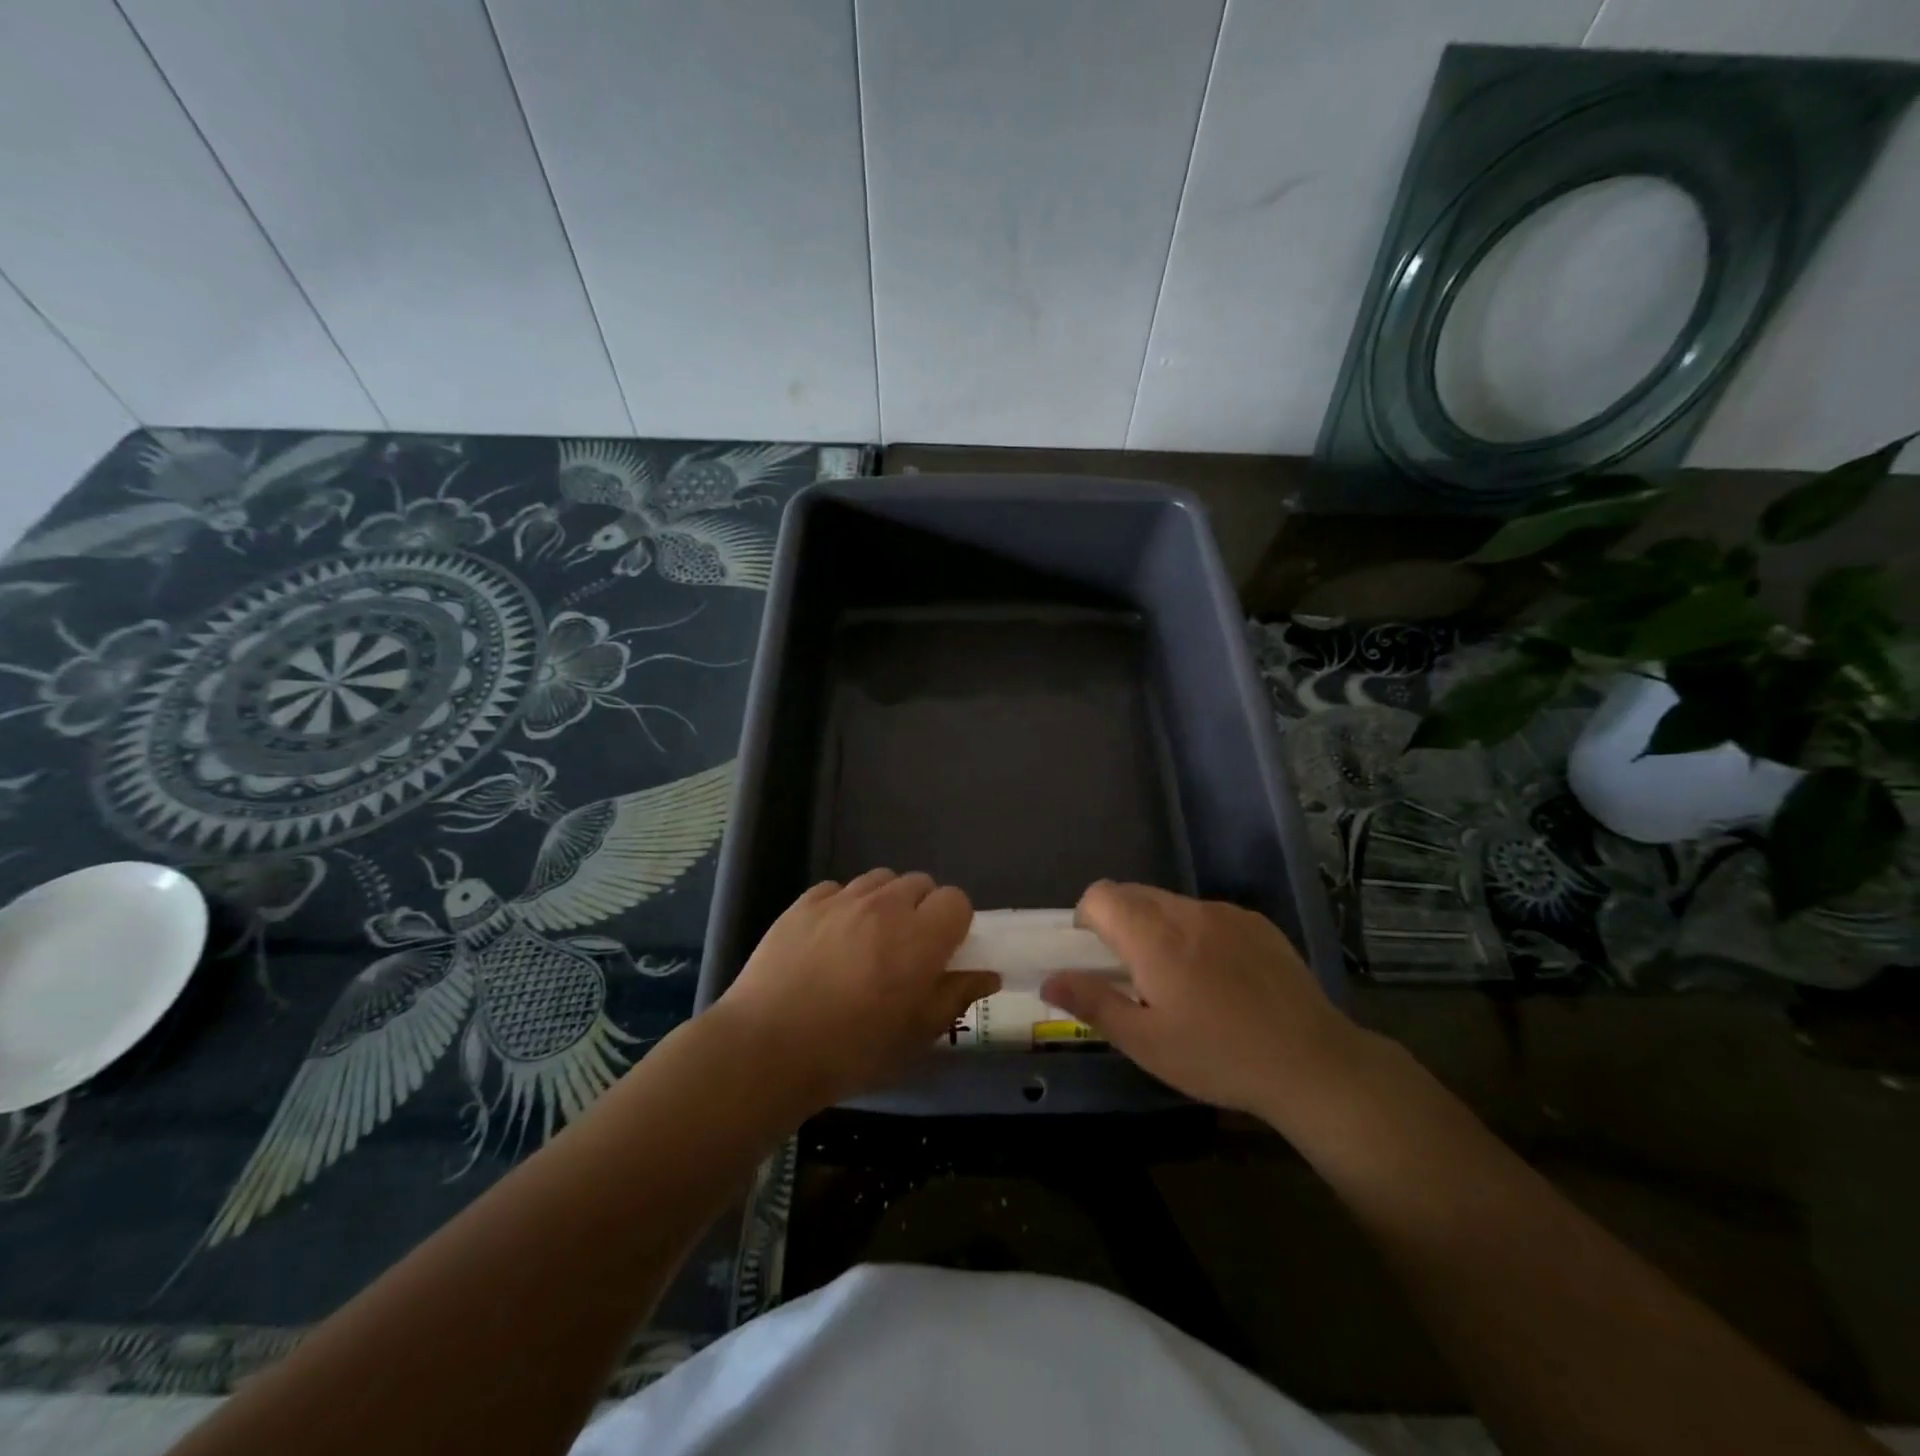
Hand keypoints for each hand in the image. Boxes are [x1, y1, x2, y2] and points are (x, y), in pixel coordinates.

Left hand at [713, 870, 1000, 1107]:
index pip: (956, 900)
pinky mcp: (804, 902)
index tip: (942, 951)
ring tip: (868, 939)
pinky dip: (844, 905)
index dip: (954, 923)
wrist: (767, 1048)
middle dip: (922, 909)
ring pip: (880, 880)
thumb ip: (955, 996)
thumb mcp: (916, 1034)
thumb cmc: (852, 1050)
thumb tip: (987, 975)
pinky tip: (830, 939)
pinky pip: (838, 889)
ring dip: (885, 902)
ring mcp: (841, 899)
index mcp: (920, 937)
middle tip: (907, 949)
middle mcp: (885, 905)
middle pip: (920, 883)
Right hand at [1040, 881, 1366, 1120]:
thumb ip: (1092, 1003)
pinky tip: (1221, 980)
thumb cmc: (1217, 1057)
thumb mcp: (1145, 1042)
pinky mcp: (1257, 923)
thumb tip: (1049, 980)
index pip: (1100, 895)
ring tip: (1180, 981)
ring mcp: (1226, 913)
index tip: (1096, 958)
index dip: (1087, 919)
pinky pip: (1208, 915)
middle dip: (1120, 923)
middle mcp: (1186, 911)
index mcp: (1153, 936)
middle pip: (1134, 894)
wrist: (1312, 1063)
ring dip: (1159, 928)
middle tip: (1133, 975)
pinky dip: (1197, 934)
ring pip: (1171, 904)